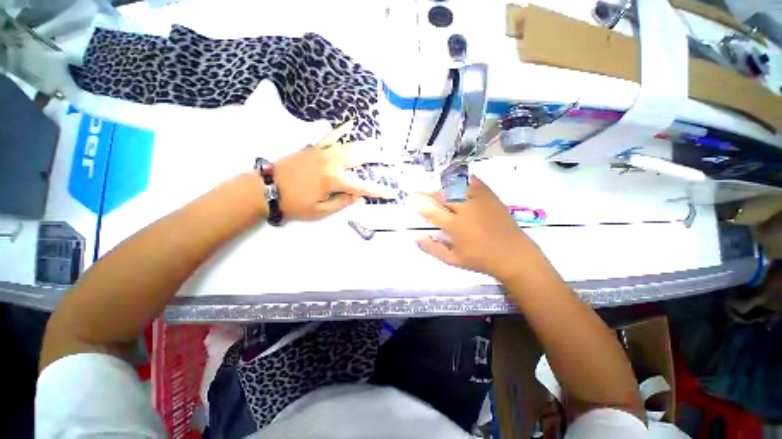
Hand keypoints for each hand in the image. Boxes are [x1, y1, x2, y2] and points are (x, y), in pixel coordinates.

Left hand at [274, 123, 393, 220]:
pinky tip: (351, 125)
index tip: (390, 192)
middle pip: (359, 158)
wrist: (266, 188)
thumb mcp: (319, 211)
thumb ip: (342, 203)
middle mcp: (331, 163)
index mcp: (333, 180)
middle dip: (377, 158)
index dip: (377, 190)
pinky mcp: (314, 148)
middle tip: (392, 157)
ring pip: (349, 145)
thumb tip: (359, 197)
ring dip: (365, 144)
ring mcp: (322, 152)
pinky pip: (331, 137)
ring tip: (379, 143)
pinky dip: (342, 131)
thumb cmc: (294, 204)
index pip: (361, 186)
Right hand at [410, 176, 538, 281]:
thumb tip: (415, 237)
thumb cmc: (481, 259)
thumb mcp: (453, 260)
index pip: (432, 212)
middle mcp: (465, 210)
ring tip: (435, 187)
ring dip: (442, 185)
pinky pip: (474, 183)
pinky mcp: (490, 197)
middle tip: (418, 191)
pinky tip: (457, 179)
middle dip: (427, 192)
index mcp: (456, 227)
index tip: (410, 200)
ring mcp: (479, 201)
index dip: (418, 204)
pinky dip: (463, 179)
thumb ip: (432, 248)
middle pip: (442, 195)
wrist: (513, 255)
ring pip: (456, 186)